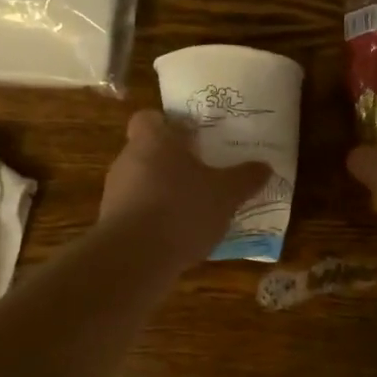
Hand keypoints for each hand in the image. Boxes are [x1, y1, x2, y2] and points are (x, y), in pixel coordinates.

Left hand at [100, 110, 270, 269]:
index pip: (149, 118)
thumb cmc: (182, 209)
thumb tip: (265, 166)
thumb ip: (245, 178)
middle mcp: (128, 159)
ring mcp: (115, 192)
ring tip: (194, 208)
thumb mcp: (226, 194)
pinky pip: (136, 211)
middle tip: (202, 172)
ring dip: (163, 191)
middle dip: (173, 161)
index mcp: (153, 140)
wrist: (134, 258)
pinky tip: (178, 235)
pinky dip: (154, 218)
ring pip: (142, 182)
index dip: (168, 124)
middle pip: (148, 151)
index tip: (191, 137)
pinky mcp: (111, 223)